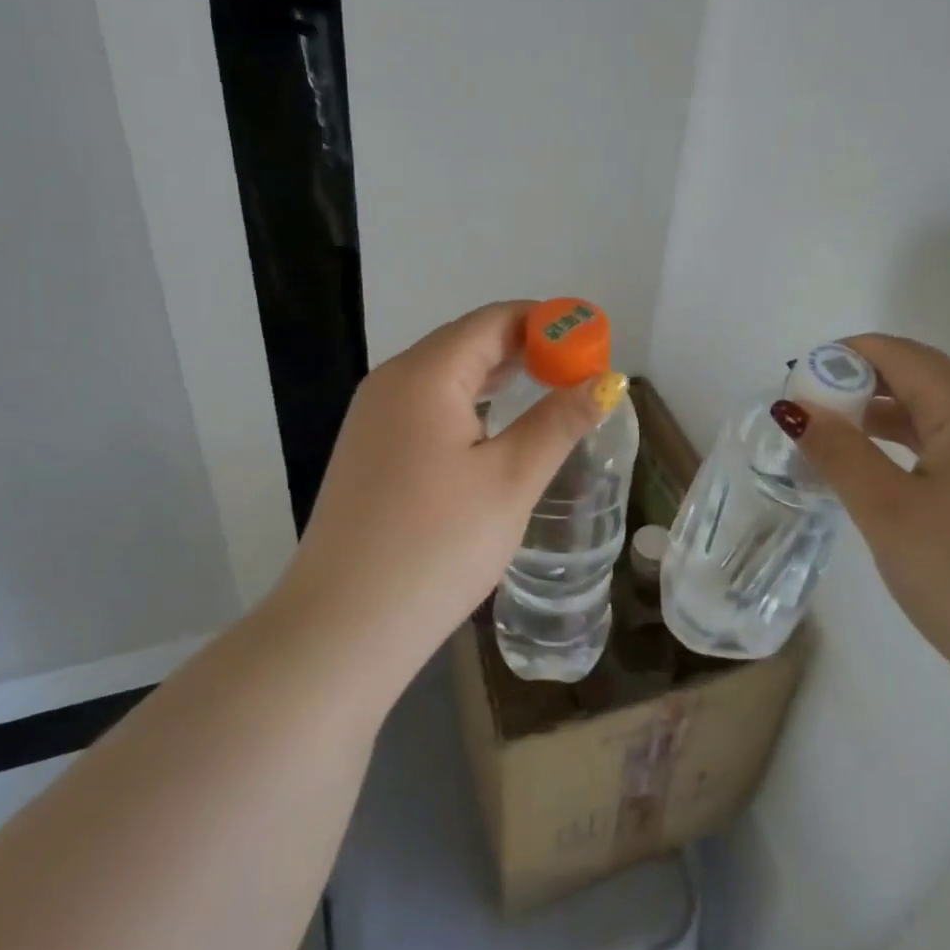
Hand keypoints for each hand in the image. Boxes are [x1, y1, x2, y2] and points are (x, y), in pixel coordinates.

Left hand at [278, 301, 619, 690]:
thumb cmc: (436, 547)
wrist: (342, 629)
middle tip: (578, 369)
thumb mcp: (510, 481)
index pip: (493, 320)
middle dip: (525, 346)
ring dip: (497, 373)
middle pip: (467, 340)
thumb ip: (559, 422)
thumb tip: (607, 382)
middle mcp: (391, 381)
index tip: (591, 341)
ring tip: (547, 387)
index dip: (547, 322)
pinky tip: (493, 424)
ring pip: (444, 373)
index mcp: (425, 374)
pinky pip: (426, 403)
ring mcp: (372, 416)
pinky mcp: (368, 450)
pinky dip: (468, 400)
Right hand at [788, 335, 949, 723]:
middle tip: (807, 414)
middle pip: (921, 378)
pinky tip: (880, 473)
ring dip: (883, 417)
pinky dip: (910, 446)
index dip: (843, 357)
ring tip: (832, 441)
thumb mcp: (888, 512)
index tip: (795, 382)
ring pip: (938, 414)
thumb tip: (793, 407)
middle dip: (859, 385)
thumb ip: (838, 450)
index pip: (900, 355)